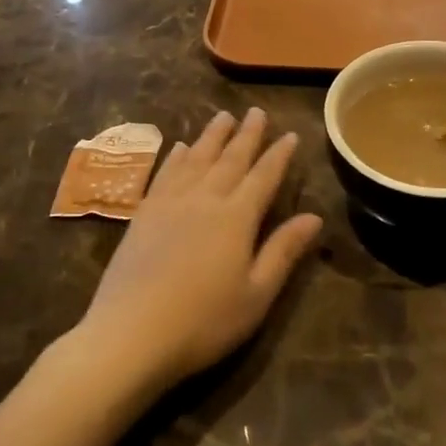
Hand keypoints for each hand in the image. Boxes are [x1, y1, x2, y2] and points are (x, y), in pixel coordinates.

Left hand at [70, 108, 322, 398]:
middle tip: (256, 112)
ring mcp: (170, 204)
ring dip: (212, 136)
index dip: (279, 155)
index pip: (264, 177)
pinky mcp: (144, 214)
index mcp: (237, 218)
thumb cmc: (204, 321)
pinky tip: (181, 147)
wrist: (131, 334)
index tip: (290, 134)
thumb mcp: (256, 294)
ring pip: (196, 158)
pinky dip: (176, 157)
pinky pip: (165, 173)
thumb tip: (314, 216)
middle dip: (247, 134)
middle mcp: (204, 199)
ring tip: (223, 116)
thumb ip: (283, 251)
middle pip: (230, 159)